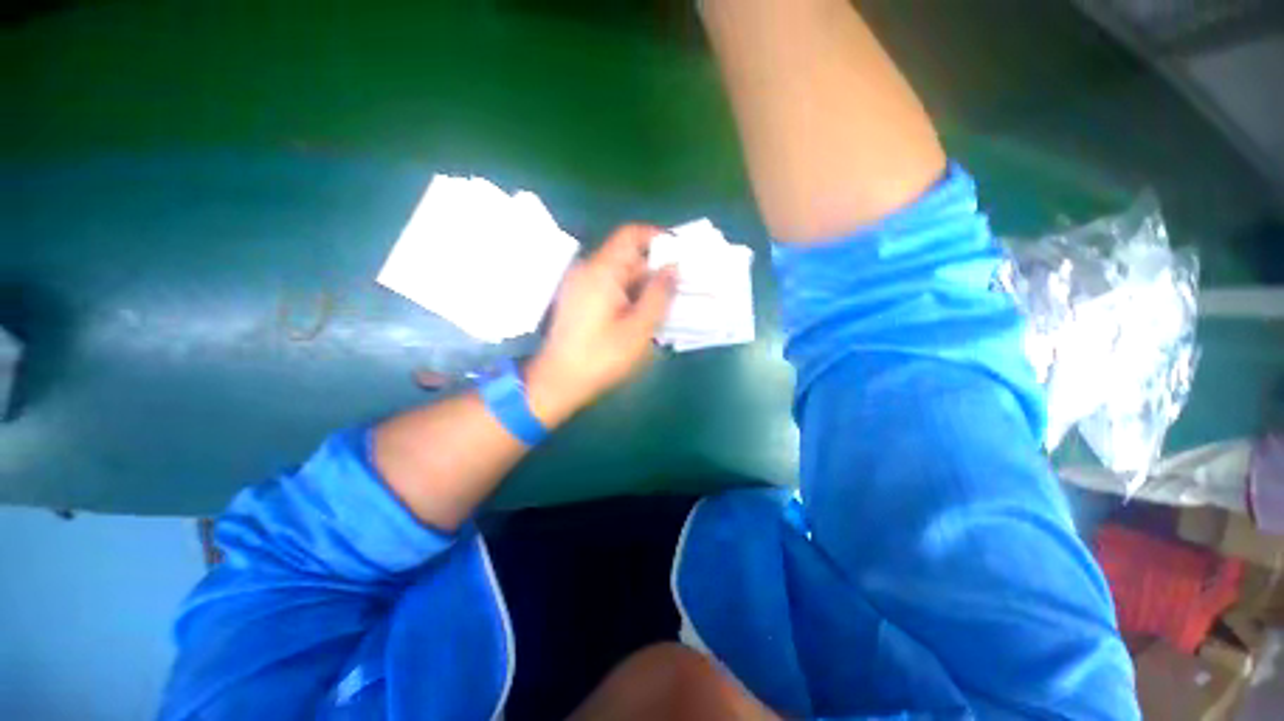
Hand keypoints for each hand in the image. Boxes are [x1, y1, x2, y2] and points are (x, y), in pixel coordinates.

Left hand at [525, 225, 677, 424]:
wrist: (558, 381)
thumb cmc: (601, 357)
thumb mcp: (638, 328)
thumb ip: (659, 294)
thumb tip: (674, 267)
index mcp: (602, 271)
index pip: (632, 235)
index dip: (659, 238)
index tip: (681, 254)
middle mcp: (588, 270)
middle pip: (628, 257)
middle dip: (656, 269)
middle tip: (681, 287)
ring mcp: (581, 285)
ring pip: (620, 274)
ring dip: (644, 285)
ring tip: (666, 305)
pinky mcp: (579, 300)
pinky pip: (610, 287)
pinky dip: (629, 295)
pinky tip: (643, 315)